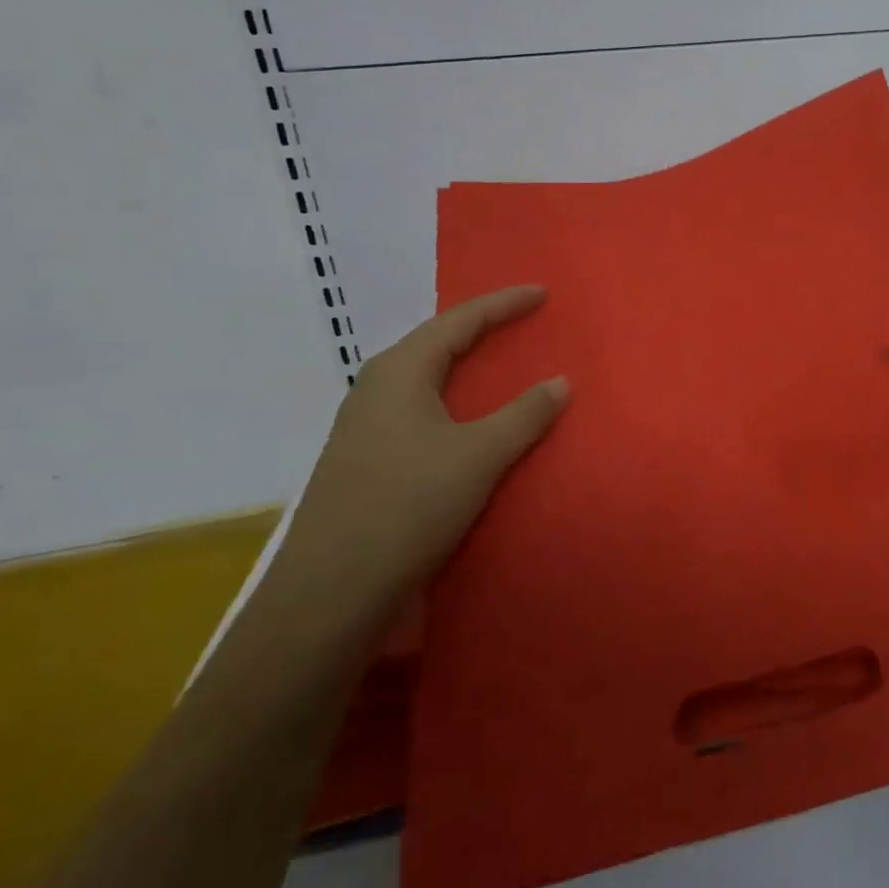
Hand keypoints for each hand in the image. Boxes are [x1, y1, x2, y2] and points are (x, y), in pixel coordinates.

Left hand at [269, 286, 568, 623]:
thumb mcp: (480, 456)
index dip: (503, 304)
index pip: (459, 320)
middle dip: (481, 327)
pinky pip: (419, 408)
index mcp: (400, 372)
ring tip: (500, 361)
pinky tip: (468, 418)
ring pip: (425, 377)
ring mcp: (364, 425)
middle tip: (522, 321)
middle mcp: (376, 388)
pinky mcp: (365, 458)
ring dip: (464, 365)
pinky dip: (453, 399)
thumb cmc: (407, 507)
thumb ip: (524, 414)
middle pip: (436, 342)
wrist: (328, 594)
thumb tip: (560, 381)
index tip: (542, 293)